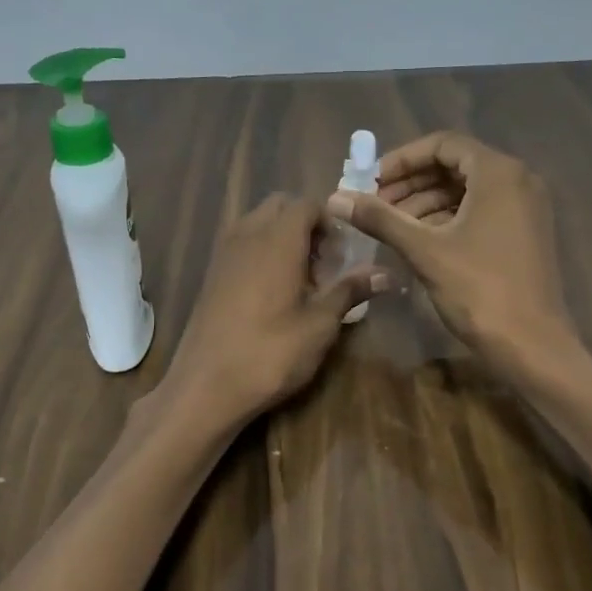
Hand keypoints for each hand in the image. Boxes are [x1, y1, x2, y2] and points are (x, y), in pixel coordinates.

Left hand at [162, 194, 387, 426]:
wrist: (205, 386)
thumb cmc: (270, 353)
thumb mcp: (320, 325)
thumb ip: (349, 291)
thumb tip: (386, 274)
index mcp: (277, 240)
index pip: (307, 204)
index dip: (330, 223)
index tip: (343, 257)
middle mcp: (247, 235)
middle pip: (280, 207)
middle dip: (306, 226)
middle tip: (324, 266)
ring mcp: (223, 254)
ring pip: (257, 224)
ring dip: (282, 238)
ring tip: (301, 281)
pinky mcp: (211, 275)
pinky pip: (241, 244)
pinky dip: (261, 253)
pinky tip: (273, 295)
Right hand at [325, 132, 577, 379]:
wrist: (531, 345)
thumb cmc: (479, 290)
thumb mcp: (424, 250)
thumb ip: (380, 219)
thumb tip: (335, 198)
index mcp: (498, 173)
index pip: (443, 144)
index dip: (402, 159)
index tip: (371, 181)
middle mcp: (518, 180)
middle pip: (454, 165)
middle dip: (411, 183)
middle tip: (375, 204)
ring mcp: (525, 208)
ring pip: (466, 191)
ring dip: (425, 202)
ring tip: (390, 225)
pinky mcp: (524, 233)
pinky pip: (480, 211)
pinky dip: (447, 219)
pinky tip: (418, 240)